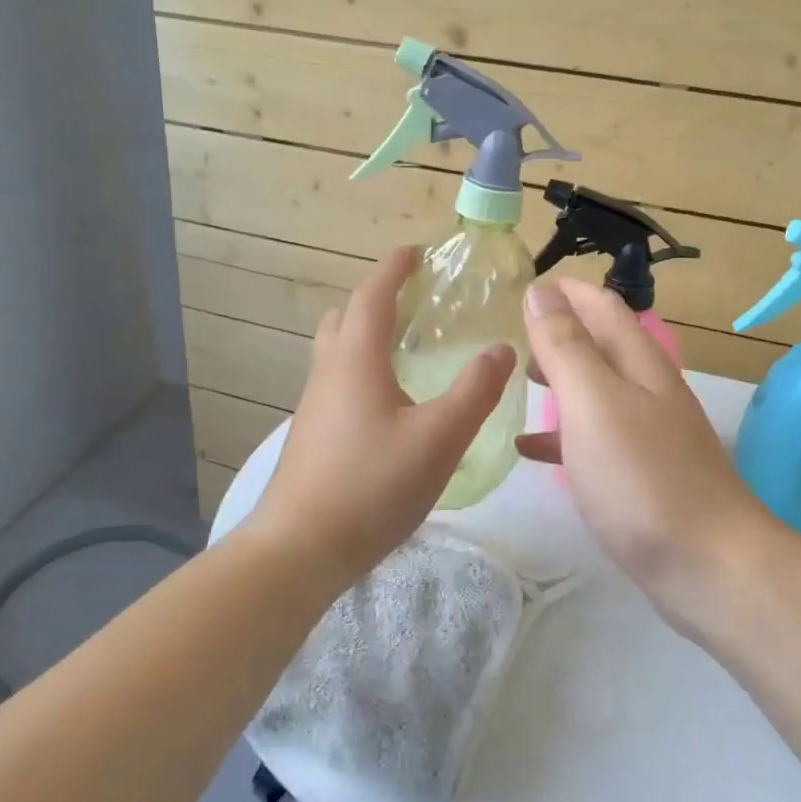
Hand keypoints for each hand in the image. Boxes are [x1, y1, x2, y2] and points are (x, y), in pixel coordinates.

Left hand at [256, 247, 513, 583]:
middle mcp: (329, 372)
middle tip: (415, 304)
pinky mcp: (313, 435)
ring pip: (338, 352)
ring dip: (367, 336)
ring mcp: (315, 405)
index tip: (416, 252)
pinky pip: (338, 382)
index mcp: (356, 358)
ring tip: (409, 352)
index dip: (394, 268)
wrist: (300, 549)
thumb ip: (475, 391)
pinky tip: (392, 405)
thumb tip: (501, 349)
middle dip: (377, 300)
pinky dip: (363, 370)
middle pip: (345, 317)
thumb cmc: (371, 485)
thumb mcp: (439, 438)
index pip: (372, 295)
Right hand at [515, 278, 772, 629]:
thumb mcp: (593, 402)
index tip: (525, 285)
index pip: (602, 306)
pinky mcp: (642, 475)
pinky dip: (562, 433)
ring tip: (518, 380)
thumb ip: (565, 346)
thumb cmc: (642, 477)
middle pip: (601, 345)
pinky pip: (594, 439)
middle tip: (513, 334)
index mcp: (639, 363)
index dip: (566, 290)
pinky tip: (530, 448)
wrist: (708, 566)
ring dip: (560, 378)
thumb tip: (542, 290)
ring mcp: (648, 435)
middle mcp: (648, 390)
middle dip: (560, 332)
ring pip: (596, 391)